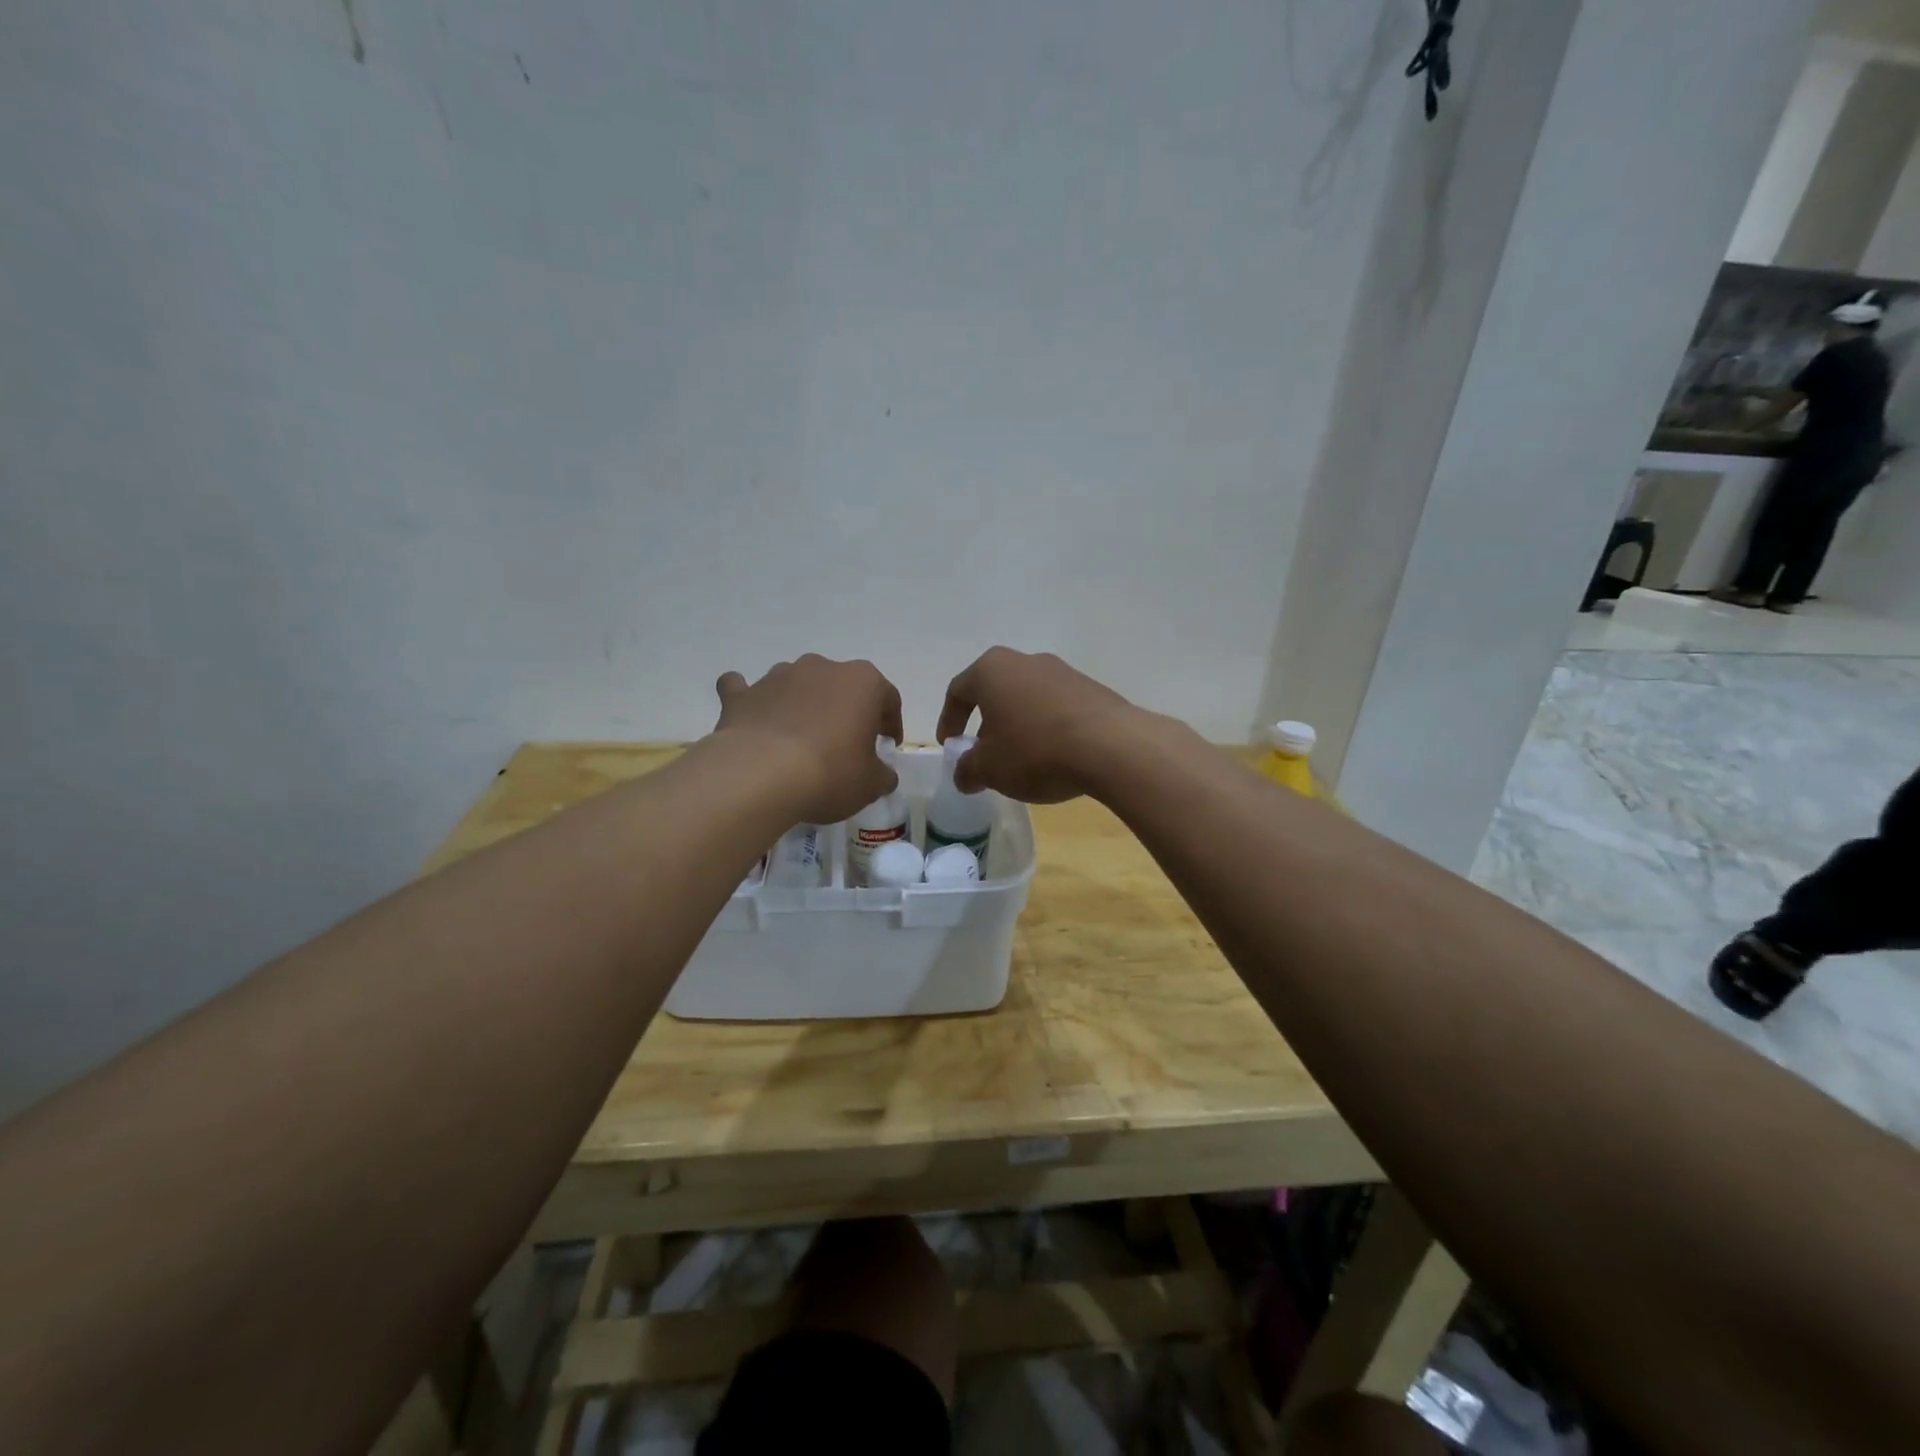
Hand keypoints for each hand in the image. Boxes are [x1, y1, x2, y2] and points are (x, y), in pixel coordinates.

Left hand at [714, 656, 903, 823]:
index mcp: (863, 682)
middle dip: (845, 711)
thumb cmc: (830, 773)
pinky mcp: (741, 694)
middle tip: (845, 744)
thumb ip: (883, 775)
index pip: (888, 697)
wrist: (760, 776)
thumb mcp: (871, 784)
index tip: (886, 745)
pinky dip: (752, 701)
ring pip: (797, 685)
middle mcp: (822, 668)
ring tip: (800, 741)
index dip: (891, 723)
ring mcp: (778, 676)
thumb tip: (882, 775)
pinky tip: (752, 719)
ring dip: (802, 705)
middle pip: (841, 687)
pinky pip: (746, 690)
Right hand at [936, 648, 1144, 802]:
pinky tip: (1053, 755)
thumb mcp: (989, 769)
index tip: (950, 746)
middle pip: (994, 691)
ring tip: (1020, 759)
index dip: (949, 720)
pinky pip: (1056, 707)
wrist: (1112, 747)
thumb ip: (967, 770)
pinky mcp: (1091, 688)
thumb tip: (963, 774)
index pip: (958, 691)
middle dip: (985, 723)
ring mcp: (1063, 671)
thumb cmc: (1035, 751)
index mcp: (992, 670)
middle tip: (983, 754)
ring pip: (1027, 698)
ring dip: (1017, 725)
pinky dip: (1046, 727)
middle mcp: (1026, 660)